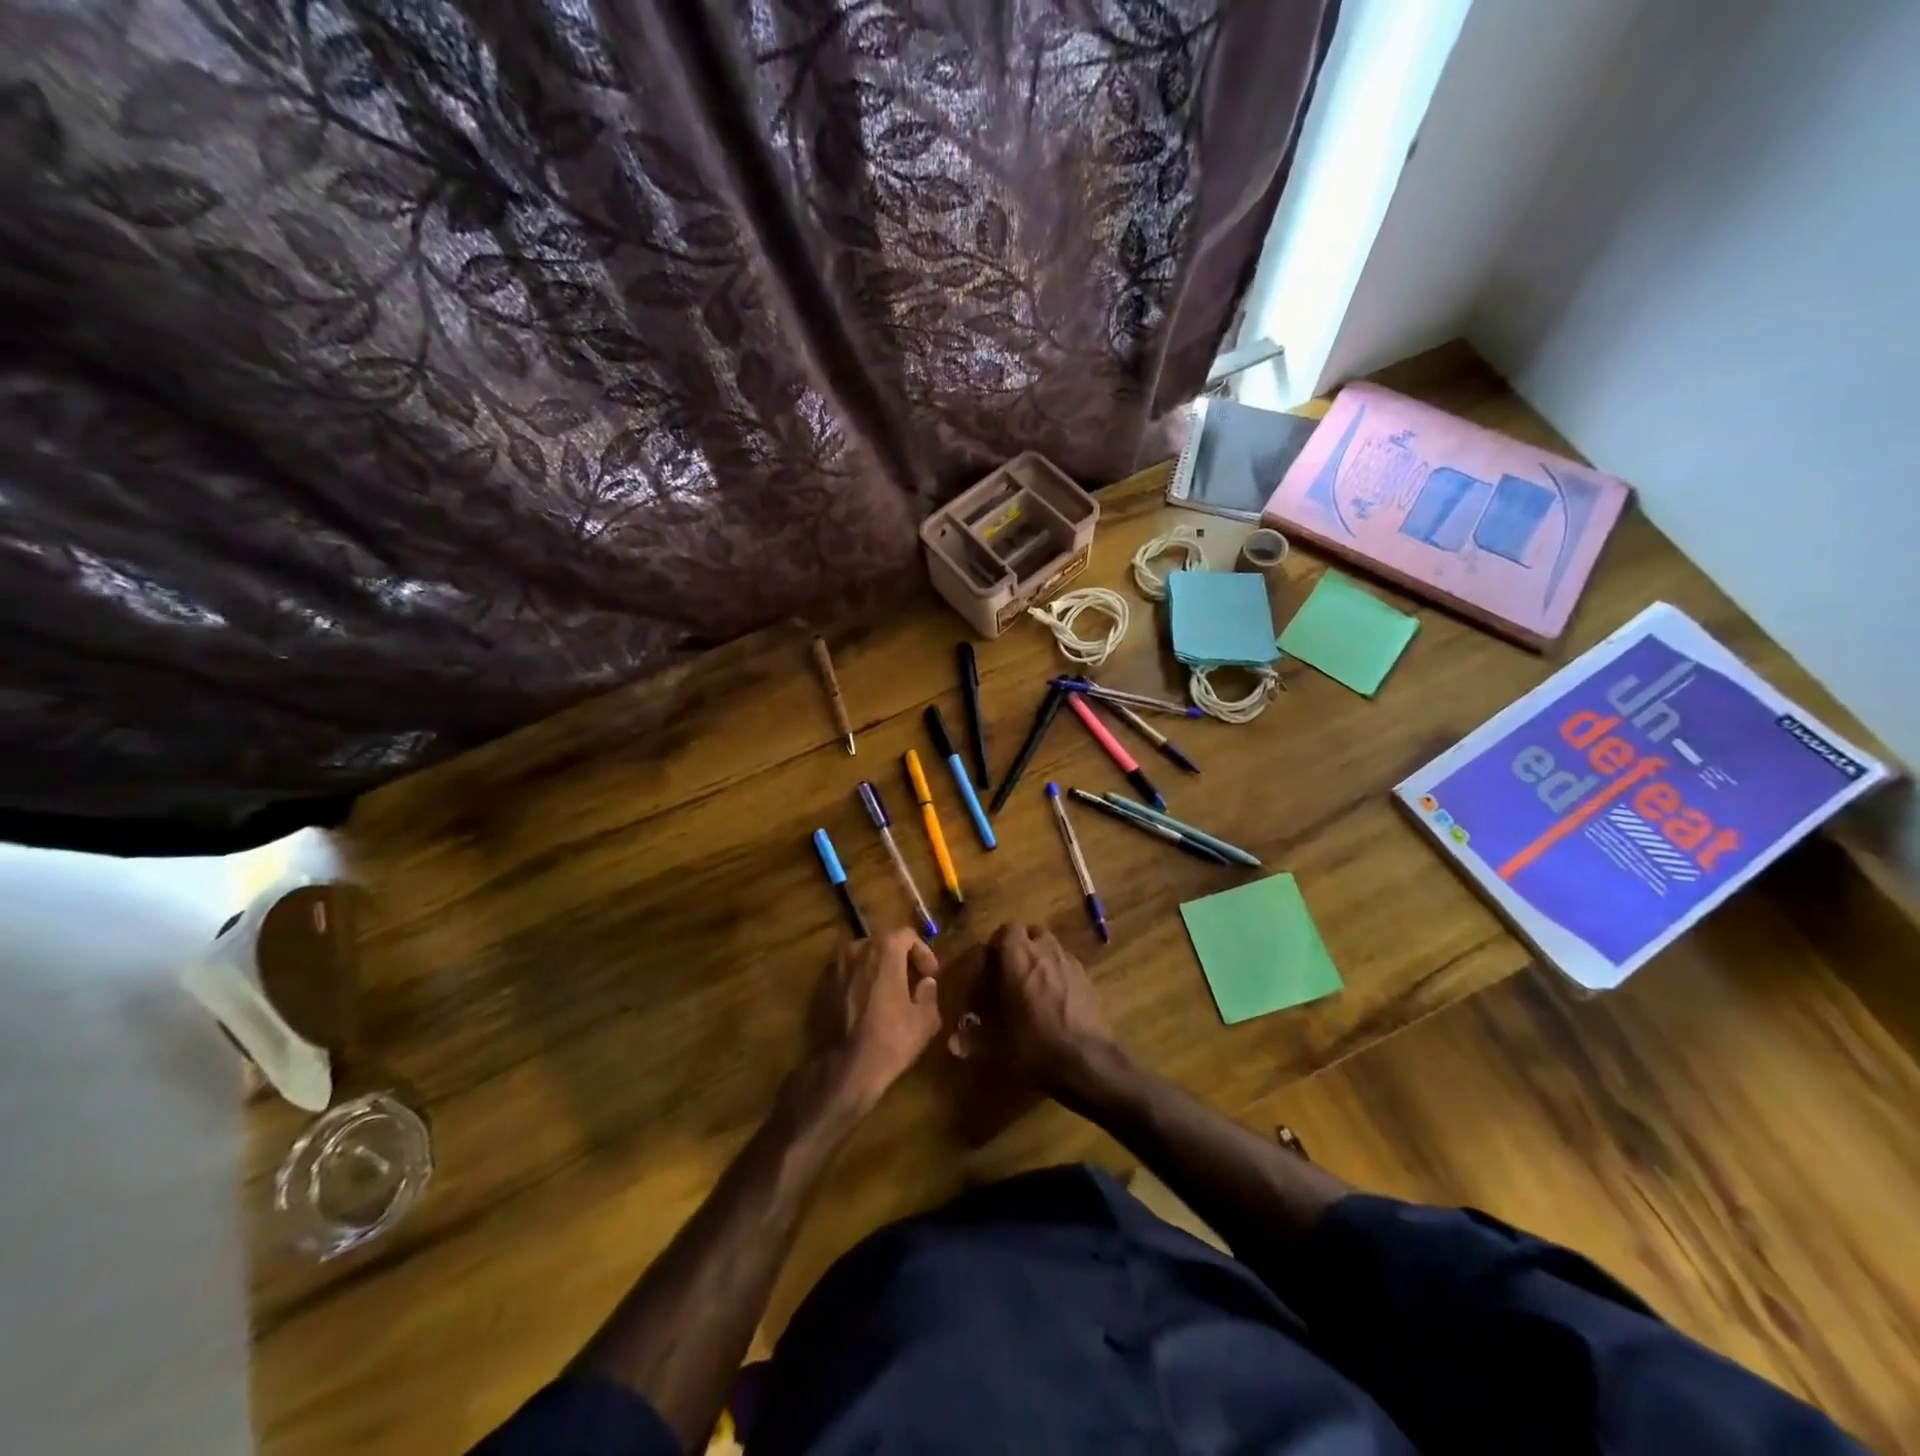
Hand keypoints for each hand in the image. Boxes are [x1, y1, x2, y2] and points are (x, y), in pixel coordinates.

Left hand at [805, 929, 941, 1116]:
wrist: (843, 1069)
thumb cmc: (890, 1040)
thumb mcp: (925, 1020)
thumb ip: (929, 993)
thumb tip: (925, 982)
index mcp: (883, 949)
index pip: (906, 935)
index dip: (922, 952)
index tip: (930, 975)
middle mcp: (856, 949)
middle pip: (882, 943)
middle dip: (900, 958)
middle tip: (912, 982)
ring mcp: (835, 967)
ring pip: (862, 958)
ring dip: (877, 969)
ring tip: (889, 993)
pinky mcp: (821, 987)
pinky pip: (847, 975)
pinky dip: (859, 982)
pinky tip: (867, 1006)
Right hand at [952, 923, 1117, 1092]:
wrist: (1085, 1060)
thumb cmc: (1033, 1044)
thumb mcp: (997, 1046)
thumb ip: (973, 1041)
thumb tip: (952, 1044)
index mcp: (1017, 957)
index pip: (1007, 929)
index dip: (998, 942)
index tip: (991, 962)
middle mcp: (1044, 951)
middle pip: (1032, 932)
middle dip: (1022, 945)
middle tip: (1012, 970)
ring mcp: (1070, 962)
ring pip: (1053, 946)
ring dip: (1042, 956)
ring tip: (1034, 983)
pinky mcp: (1088, 979)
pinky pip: (1068, 964)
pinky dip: (1060, 973)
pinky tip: (1056, 998)